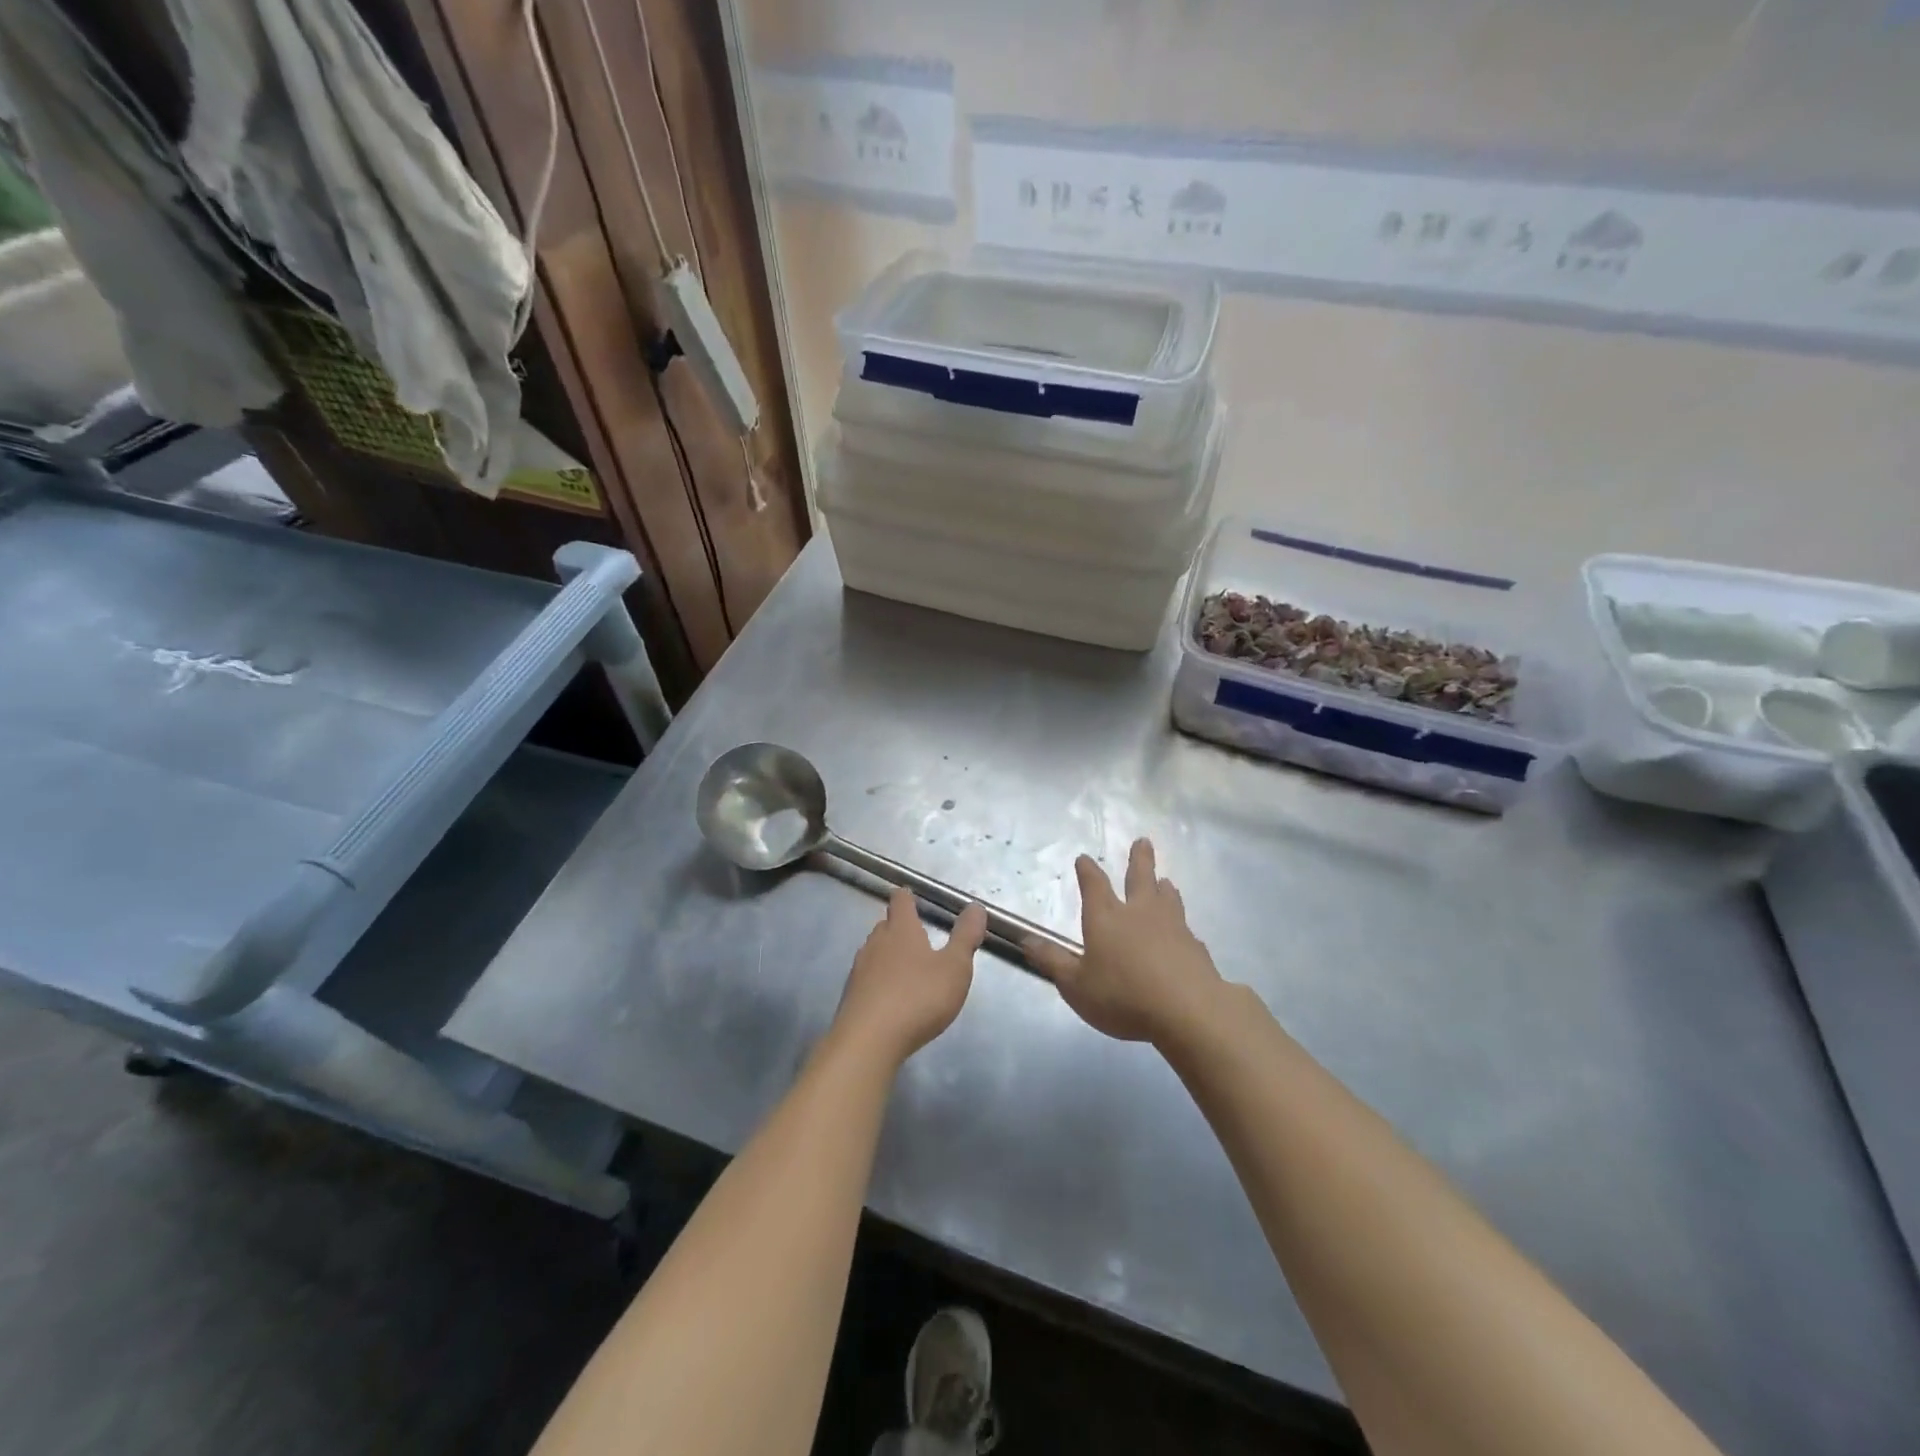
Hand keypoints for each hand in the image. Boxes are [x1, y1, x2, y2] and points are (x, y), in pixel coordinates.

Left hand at [833, 890, 986, 1064]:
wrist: (868, 1041)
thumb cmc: (918, 998)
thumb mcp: (954, 968)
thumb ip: (965, 938)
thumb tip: (976, 907)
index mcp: (901, 930)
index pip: (900, 901)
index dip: (907, 897)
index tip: (911, 896)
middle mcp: (876, 943)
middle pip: (885, 925)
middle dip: (900, 927)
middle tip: (918, 936)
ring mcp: (860, 969)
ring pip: (874, 951)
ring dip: (889, 955)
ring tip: (907, 968)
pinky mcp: (851, 996)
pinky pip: (868, 978)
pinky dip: (880, 980)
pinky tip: (891, 997)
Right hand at [1026, 839, 1222, 1043]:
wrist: (1189, 1010)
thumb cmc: (1123, 996)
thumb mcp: (1076, 985)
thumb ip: (1052, 961)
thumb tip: (1026, 939)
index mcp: (1106, 918)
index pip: (1094, 885)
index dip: (1087, 871)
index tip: (1084, 858)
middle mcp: (1139, 913)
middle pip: (1139, 878)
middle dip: (1139, 859)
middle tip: (1143, 841)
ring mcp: (1172, 927)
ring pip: (1167, 898)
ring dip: (1163, 887)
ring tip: (1165, 880)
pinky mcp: (1195, 947)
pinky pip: (1186, 929)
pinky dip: (1181, 926)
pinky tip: (1184, 932)